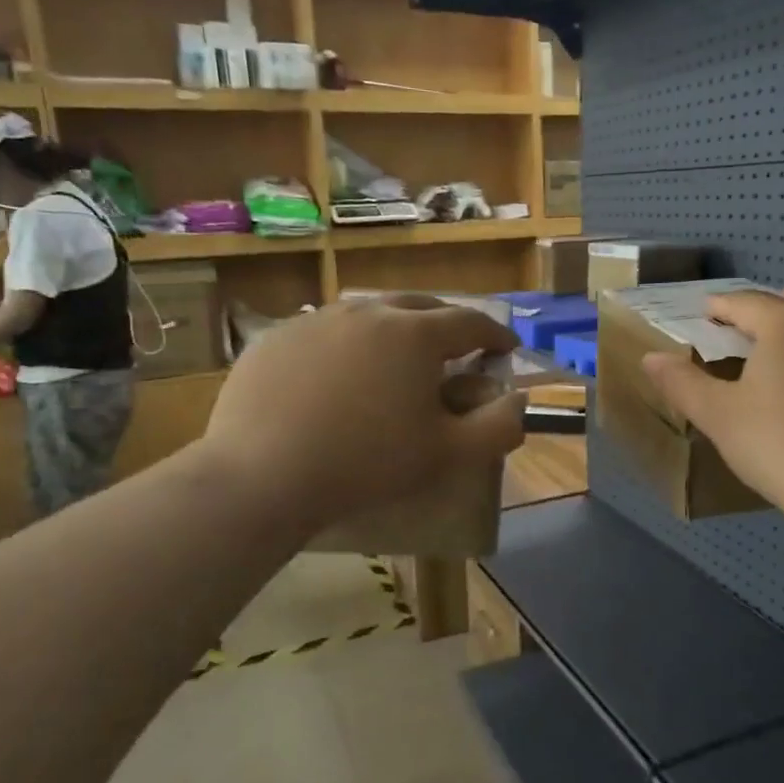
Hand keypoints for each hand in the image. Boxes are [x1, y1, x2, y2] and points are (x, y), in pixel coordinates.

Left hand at [196, 295, 524, 532]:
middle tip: (455, 348)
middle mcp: (368, 312)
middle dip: (446, 323)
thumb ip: (498, 427)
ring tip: (396, 356)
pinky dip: (347, 343)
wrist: (262, 477)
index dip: (495, 333)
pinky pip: (326, 331)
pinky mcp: (277, 337)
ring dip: (394, 328)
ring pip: (369, 313)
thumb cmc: (366, 464)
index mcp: (415, 334)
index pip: (469, 322)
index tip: (505, 347)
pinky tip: (340, 374)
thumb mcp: (447, 454)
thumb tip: (520, 402)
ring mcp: (317, 320)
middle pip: (419, 306)